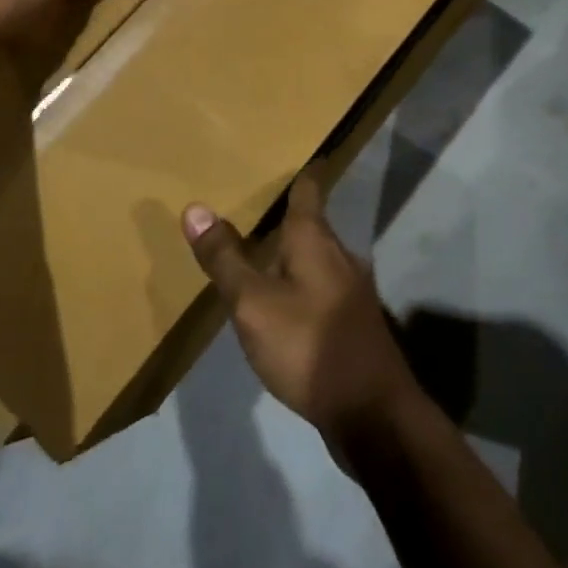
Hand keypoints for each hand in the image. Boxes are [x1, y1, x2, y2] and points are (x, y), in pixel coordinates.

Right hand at [183, 174, 423, 455]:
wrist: (372, 413)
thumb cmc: (309, 345)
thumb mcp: (254, 303)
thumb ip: (225, 258)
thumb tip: (195, 208)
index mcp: (316, 239)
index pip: (309, 188)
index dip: (300, 170)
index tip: (288, 154)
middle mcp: (339, 255)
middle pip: (312, 223)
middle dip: (285, 214)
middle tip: (251, 204)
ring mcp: (350, 291)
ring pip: (316, 258)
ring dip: (291, 253)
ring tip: (258, 252)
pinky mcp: (351, 323)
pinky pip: (319, 288)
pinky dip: (298, 284)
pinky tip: (280, 303)